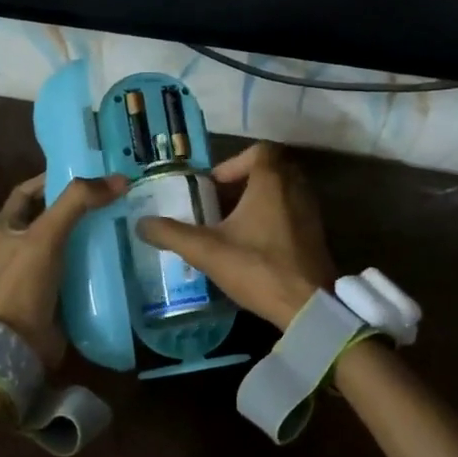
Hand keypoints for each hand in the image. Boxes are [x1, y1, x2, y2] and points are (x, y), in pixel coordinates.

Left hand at [0, 172, 127, 368]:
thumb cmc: (26, 283)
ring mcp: (33, 273)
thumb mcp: (47, 234)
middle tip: (109, 196)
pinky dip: (92, 259)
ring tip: (118, 220)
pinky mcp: (52, 293)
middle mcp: (14, 249)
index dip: (50, 180)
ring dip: (87, 232)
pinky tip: (115, 252)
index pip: (25, 193)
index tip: (82, 174)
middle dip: (76, 206)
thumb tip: (118, 180)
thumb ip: (78, 203)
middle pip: (48, 216)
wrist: (23, 343)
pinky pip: (74, 267)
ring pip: (64, 242)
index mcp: (2, 230)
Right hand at [136, 143, 335, 329]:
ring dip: (256, 202)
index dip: (233, 163)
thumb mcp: (208, 251)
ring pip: (281, 193)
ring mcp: (310, 212)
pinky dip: (271, 219)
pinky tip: (252, 245)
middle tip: (217, 204)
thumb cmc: (258, 268)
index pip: (259, 151)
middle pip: (269, 170)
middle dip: (241, 183)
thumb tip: (141, 224)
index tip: (213, 185)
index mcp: (272, 181)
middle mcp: (296, 188)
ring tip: (230, 226)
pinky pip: (291, 213)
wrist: (308, 305)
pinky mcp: (316, 234)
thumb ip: (172, 234)